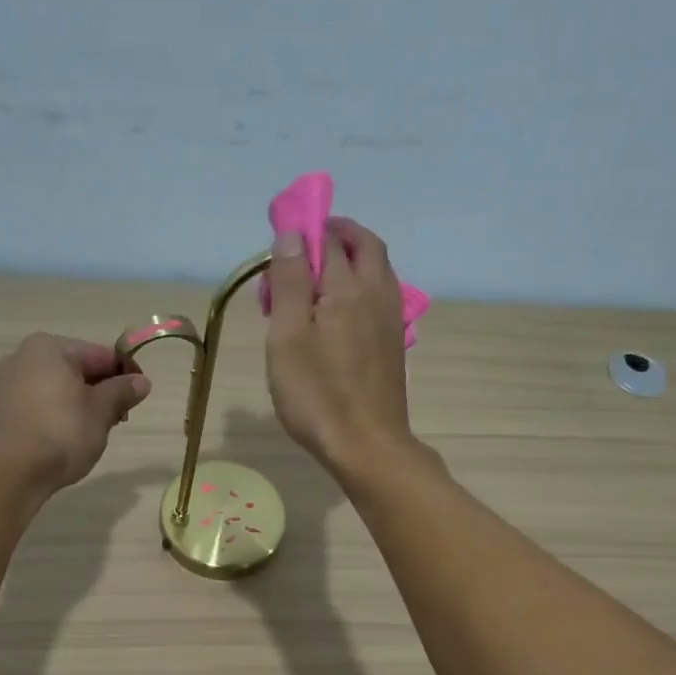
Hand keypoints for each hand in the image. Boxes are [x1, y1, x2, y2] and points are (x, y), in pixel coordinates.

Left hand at [0, 334, 148, 495]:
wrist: (12, 472)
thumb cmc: (62, 433)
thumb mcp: (101, 412)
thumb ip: (122, 392)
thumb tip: (142, 381)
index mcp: (49, 347)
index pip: (100, 354)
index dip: (125, 373)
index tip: (141, 395)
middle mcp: (23, 356)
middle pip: (76, 368)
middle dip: (101, 390)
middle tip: (120, 417)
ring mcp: (7, 383)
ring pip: (57, 387)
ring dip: (81, 402)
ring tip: (96, 430)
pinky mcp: (0, 409)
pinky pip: (39, 403)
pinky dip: (58, 413)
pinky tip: (68, 436)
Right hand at [264, 218, 417, 477]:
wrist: (366, 445)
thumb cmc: (317, 394)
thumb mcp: (288, 337)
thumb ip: (290, 282)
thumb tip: (292, 233)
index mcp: (348, 287)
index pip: (329, 238)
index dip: (305, 229)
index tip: (281, 236)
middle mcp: (377, 294)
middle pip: (365, 246)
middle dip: (338, 234)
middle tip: (308, 244)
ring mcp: (391, 320)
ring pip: (379, 270)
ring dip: (354, 258)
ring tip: (323, 274)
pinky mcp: (394, 344)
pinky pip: (381, 296)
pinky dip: (362, 285)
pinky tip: (343, 310)